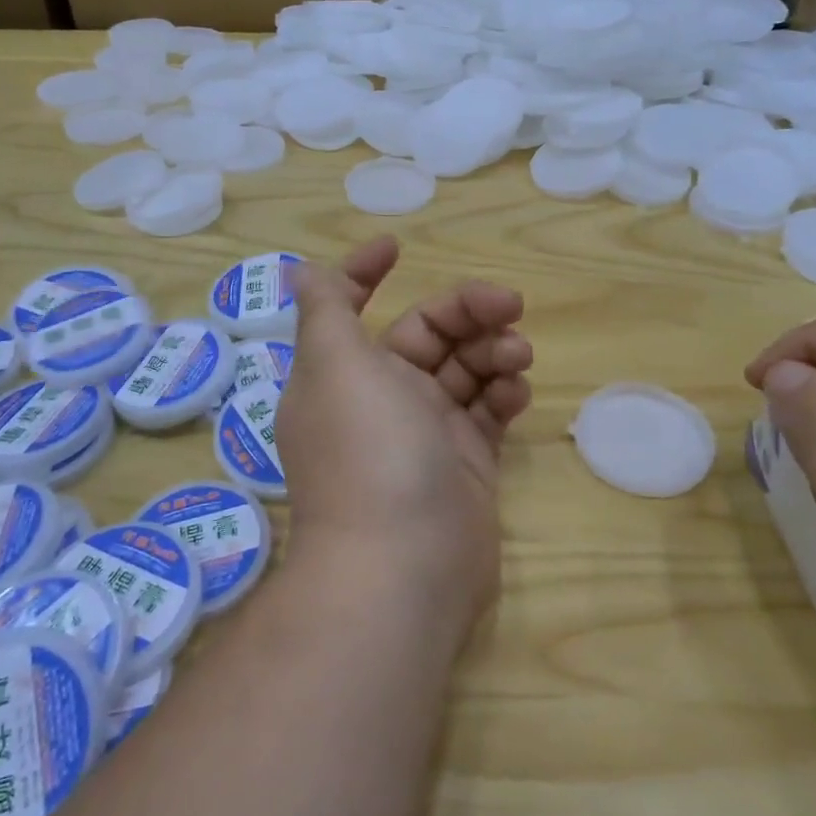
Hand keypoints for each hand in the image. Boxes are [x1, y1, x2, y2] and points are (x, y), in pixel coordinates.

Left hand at [277, 236, 533, 631]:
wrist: (404, 566)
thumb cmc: (368, 449)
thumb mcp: (336, 364)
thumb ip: (325, 310)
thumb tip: (297, 270)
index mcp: (343, 372)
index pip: (350, 308)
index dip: (365, 273)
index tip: (396, 249)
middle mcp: (381, 398)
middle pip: (428, 334)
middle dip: (467, 311)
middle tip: (510, 306)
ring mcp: (426, 433)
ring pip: (465, 370)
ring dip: (493, 350)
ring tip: (518, 356)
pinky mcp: (465, 464)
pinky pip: (488, 412)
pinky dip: (503, 394)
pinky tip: (518, 392)